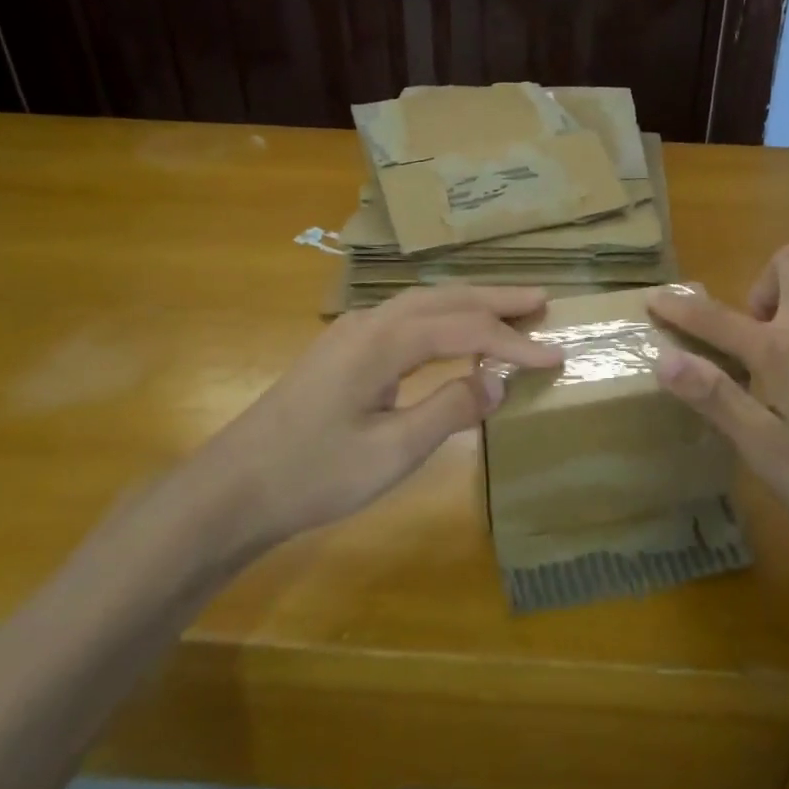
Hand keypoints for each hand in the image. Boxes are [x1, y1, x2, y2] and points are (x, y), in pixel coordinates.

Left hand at [174, 286, 563, 561]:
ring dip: (468, 304)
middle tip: (542, 300)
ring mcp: (350, 334)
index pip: (464, 331)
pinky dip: (441, 320)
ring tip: (509, 308)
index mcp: (383, 341)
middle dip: (495, 299)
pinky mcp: (341, 352)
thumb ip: (450, 410)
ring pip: (421, 304)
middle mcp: (368, 323)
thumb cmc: (313, 474)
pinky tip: (451, 335)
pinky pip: (403, 320)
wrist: (232, 490)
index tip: (557, 356)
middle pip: (444, 299)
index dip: (514, 343)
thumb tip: (500, 382)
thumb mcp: (392, 451)